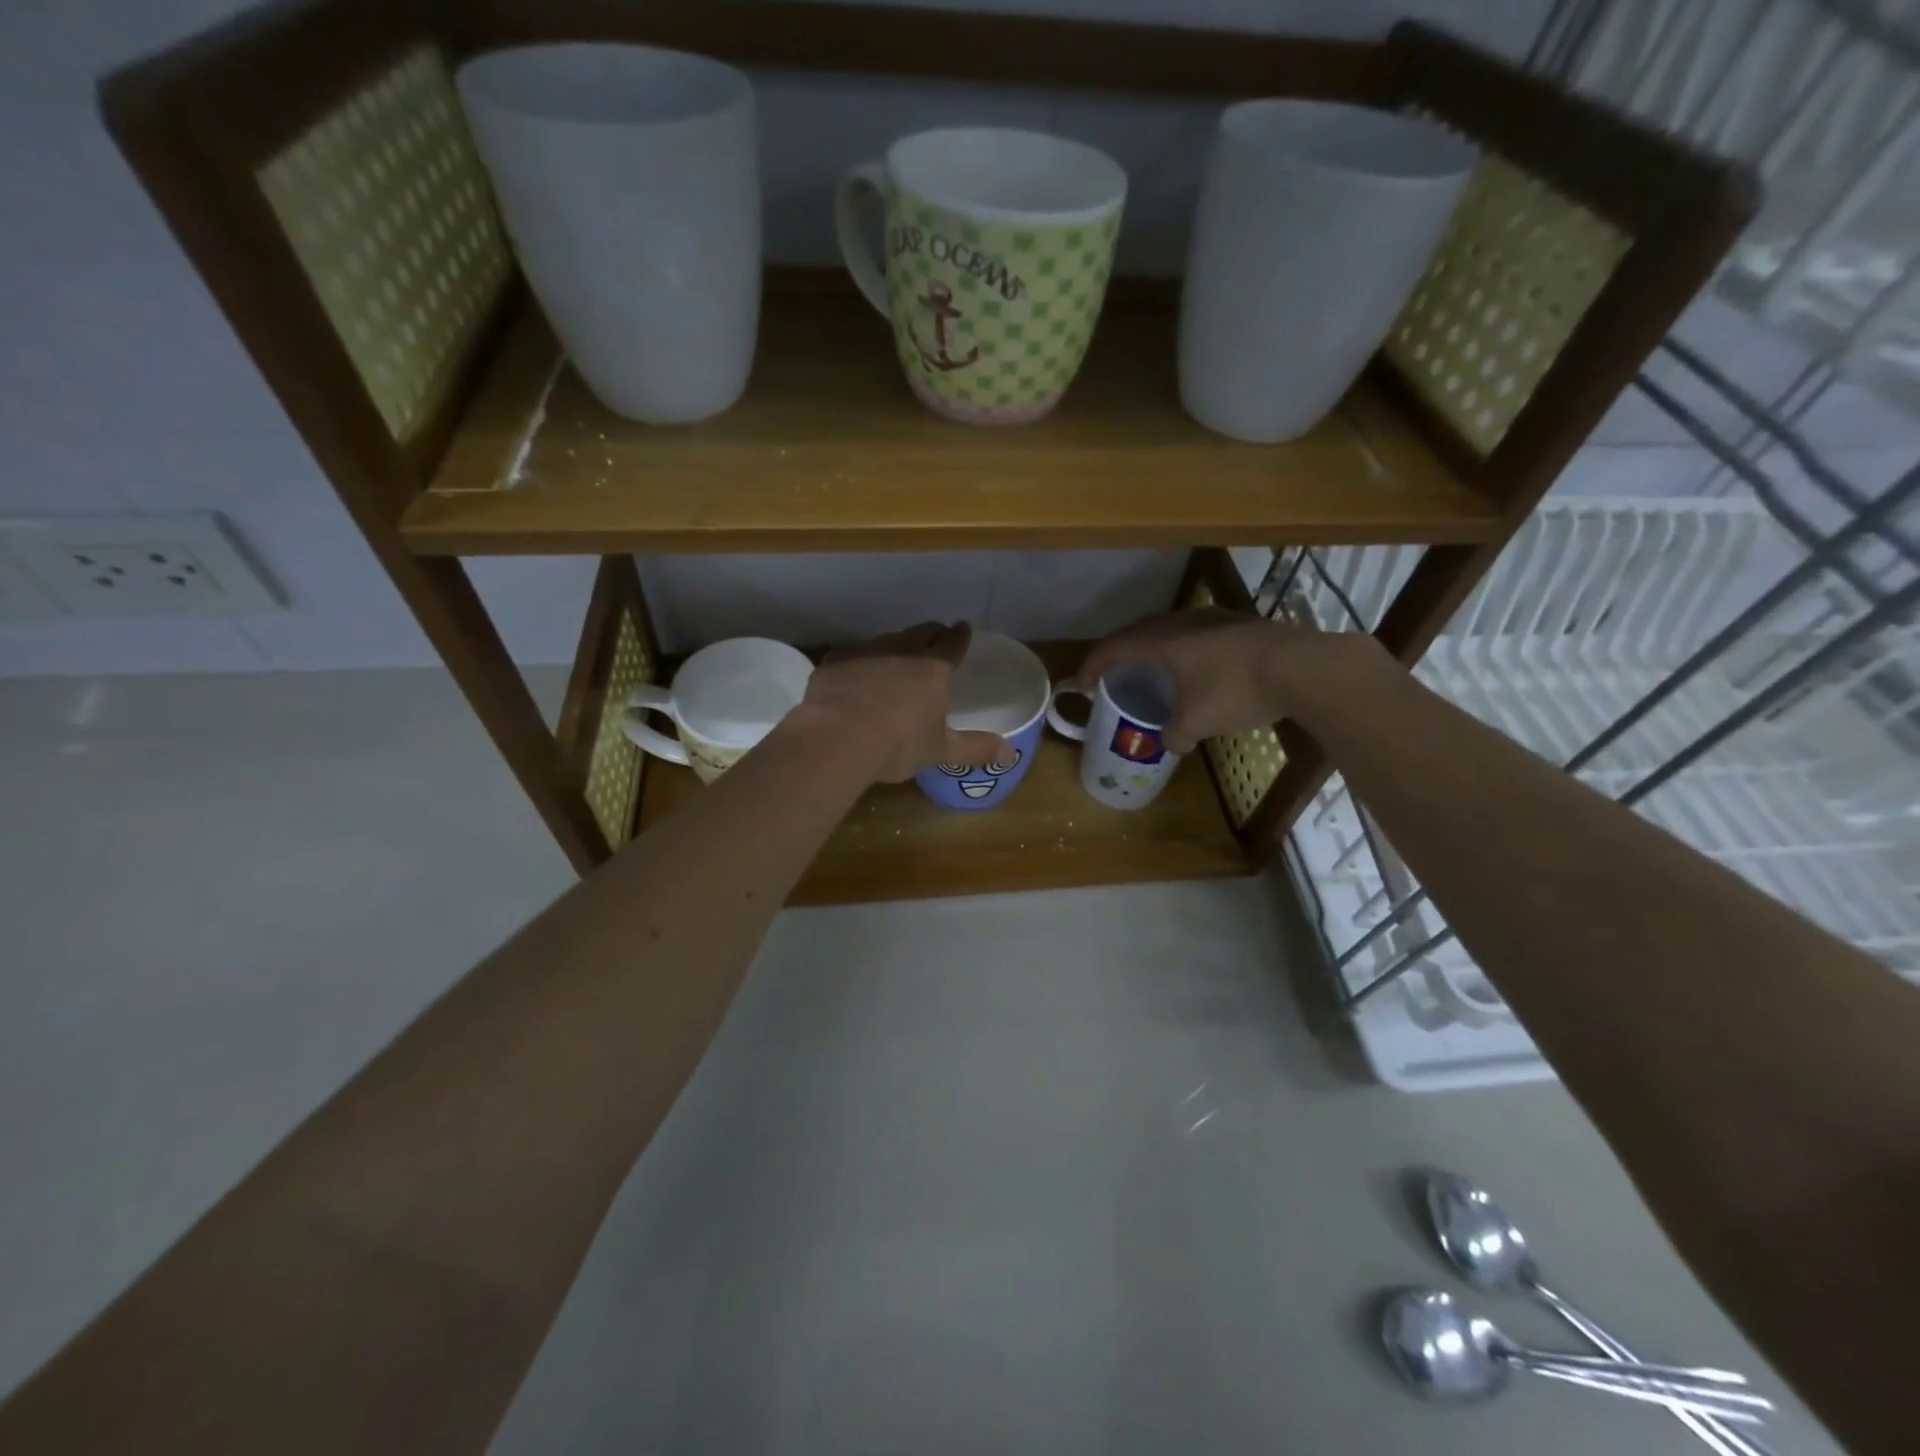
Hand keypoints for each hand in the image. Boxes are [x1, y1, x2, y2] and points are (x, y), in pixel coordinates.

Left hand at [795, 622, 1010, 782]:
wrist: (837, 739)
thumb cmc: (898, 744)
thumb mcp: (941, 751)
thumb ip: (975, 748)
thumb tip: (1011, 753)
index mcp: (933, 670)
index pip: (953, 643)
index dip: (960, 636)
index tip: (963, 628)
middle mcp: (902, 651)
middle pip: (921, 633)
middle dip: (931, 632)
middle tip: (936, 635)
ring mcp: (866, 652)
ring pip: (887, 639)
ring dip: (897, 644)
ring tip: (898, 655)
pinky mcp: (836, 661)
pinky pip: (854, 655)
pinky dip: (861, 661)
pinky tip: (857, 674)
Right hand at [1075, 608, 1390, 752]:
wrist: (1304, 667)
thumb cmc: (1237, 689)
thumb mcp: (1198, 721)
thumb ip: (1175, 733)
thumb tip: (1169, 742)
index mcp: (1163, 640)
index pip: (1114, 648)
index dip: (1093, 666)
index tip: (1082, 684)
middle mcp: (1184, 622)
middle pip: (1140, 632)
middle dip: (1122, 652)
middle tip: (1114, 673)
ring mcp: (1216, 619)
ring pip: (1172, 629)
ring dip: (1156, 648)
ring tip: (1154, 670)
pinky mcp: (1242, 625)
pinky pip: (1198, 634)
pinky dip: (1185, 650)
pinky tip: (1198, 669)